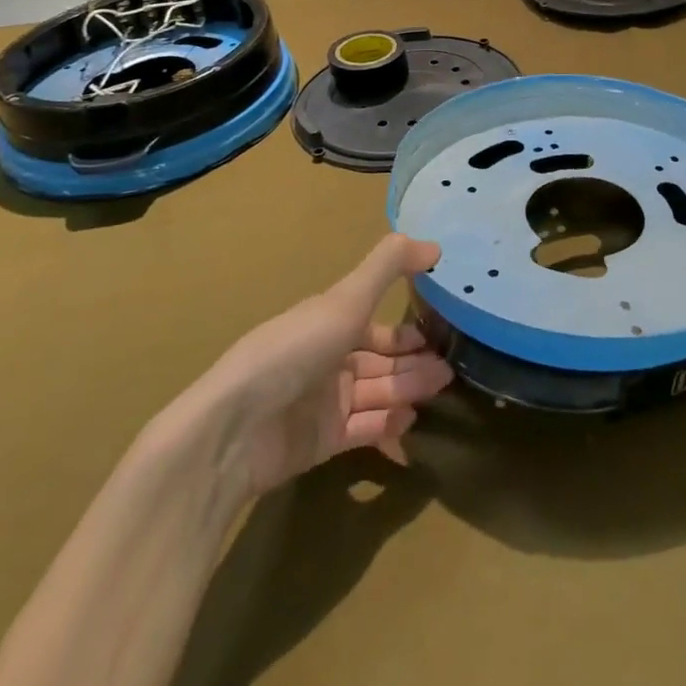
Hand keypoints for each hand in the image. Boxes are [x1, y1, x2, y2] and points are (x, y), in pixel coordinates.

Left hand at [164, 234, 453, 505]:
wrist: (236, 430)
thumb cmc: (294, 351)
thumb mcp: (346, 299)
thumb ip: (389, 266)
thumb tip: (435, 245)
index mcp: (329, 322)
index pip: (376, 323)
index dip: (407, 329)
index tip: (441, 330)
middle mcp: (329, 358)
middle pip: (381, 359)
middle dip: (414, 361)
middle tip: (450, 367)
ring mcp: (325, 401)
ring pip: (378, 392)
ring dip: (409, 388)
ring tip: (441, 387)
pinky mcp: (323, 441)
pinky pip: (364, 428)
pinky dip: (388, 424)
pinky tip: (411, 421)